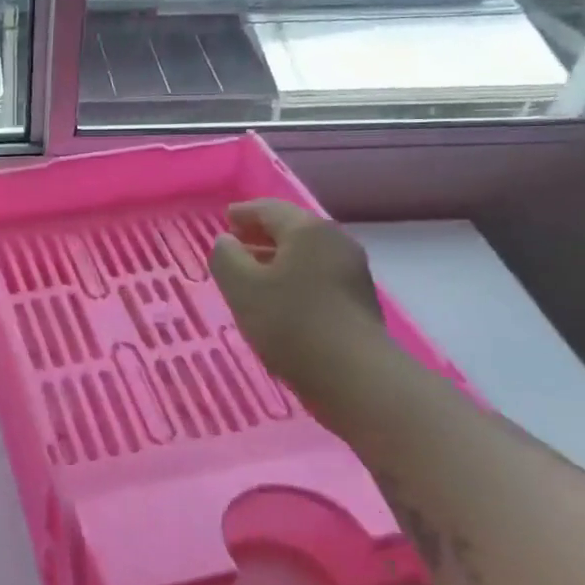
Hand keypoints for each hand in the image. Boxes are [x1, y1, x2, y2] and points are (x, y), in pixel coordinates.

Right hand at [209, 200, 385, 402]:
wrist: (354, 376)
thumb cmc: (290, 323)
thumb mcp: (241, 287)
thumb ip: (226, 257)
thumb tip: (227, 241)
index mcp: (306, 229)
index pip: (268, 208)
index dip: (243, 212)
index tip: (226, 219)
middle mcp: (334, 240)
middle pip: (292, 228)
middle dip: (262, 234)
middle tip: (236, 243)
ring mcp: (352, 270)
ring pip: (306, 253)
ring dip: (278, 257)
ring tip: (252, 274)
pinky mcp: (358, 299)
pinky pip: (318, 274)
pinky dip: (294, 276)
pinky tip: (280, 298)